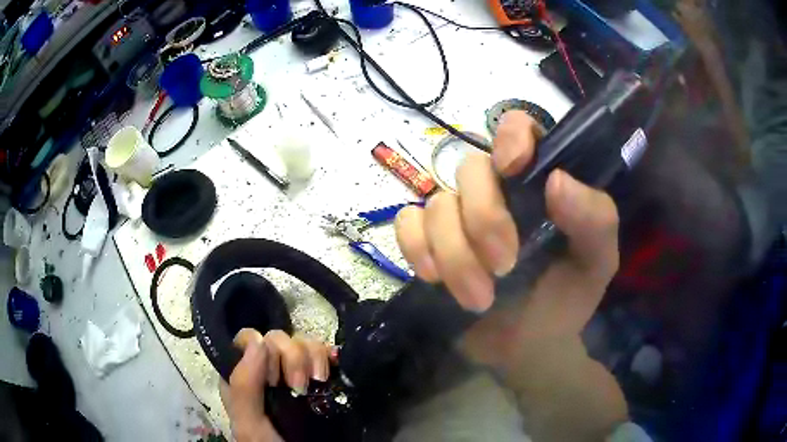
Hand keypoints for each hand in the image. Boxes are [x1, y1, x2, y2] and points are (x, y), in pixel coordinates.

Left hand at [220, 329, 332, 441]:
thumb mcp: (250, 424)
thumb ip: (244, 386)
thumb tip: (258, 341)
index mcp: (243, 376)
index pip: (249, 340)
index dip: (263, 351)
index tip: (275, 379)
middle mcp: (268, 370)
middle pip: (278, 339)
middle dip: (293, 358)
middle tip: (300, 386)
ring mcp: (295, 373)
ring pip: (303, 342)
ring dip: (314, 357)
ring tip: (320, 381)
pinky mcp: (319, 377)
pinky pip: (324, 352)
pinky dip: (328, 356)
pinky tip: (331, 369)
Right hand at [395, 110, 618, 337]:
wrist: (526, 346)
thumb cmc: (566, 299)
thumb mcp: (597, 262)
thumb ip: (595, 219)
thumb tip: (556, 180)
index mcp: (539, 184)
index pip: (517, 128)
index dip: (511, 137)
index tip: (512, 169)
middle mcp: (496, 190)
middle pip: (470, 169)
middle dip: (484, 219)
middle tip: (503, 267)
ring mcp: (458, 215)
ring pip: (437, 204)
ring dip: (456, 255)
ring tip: (480, 298)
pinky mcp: (427, 241)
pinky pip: (407, 224)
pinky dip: (418, 250)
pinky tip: (436, 279)